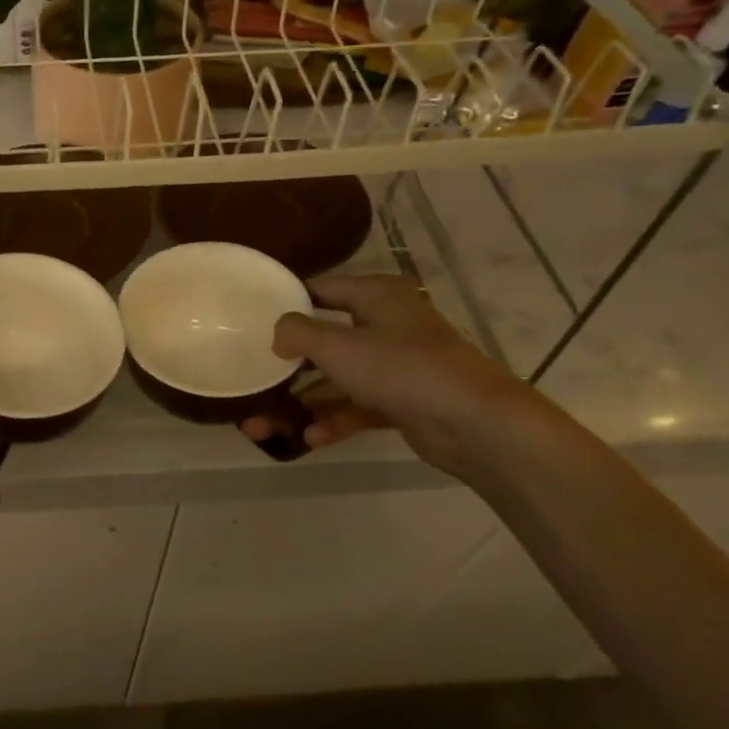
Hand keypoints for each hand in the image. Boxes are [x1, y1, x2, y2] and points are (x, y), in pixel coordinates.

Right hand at [239, 273, 532, 476]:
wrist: (477, 424)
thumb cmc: (403, 369)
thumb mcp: (338, 345)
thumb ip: (298, 333)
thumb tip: (278, 333)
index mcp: (376, 296)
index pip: (322, 289)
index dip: (287, 301)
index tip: (251, 318)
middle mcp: (386, 324)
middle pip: (325, 340)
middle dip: (287, 366)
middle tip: (252, 380)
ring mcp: (396, 366)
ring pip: (337, 380)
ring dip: (302, 402)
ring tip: (261, 427)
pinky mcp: (403, 401)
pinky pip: (357, 407)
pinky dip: (333, 421)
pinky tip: (308, 439)